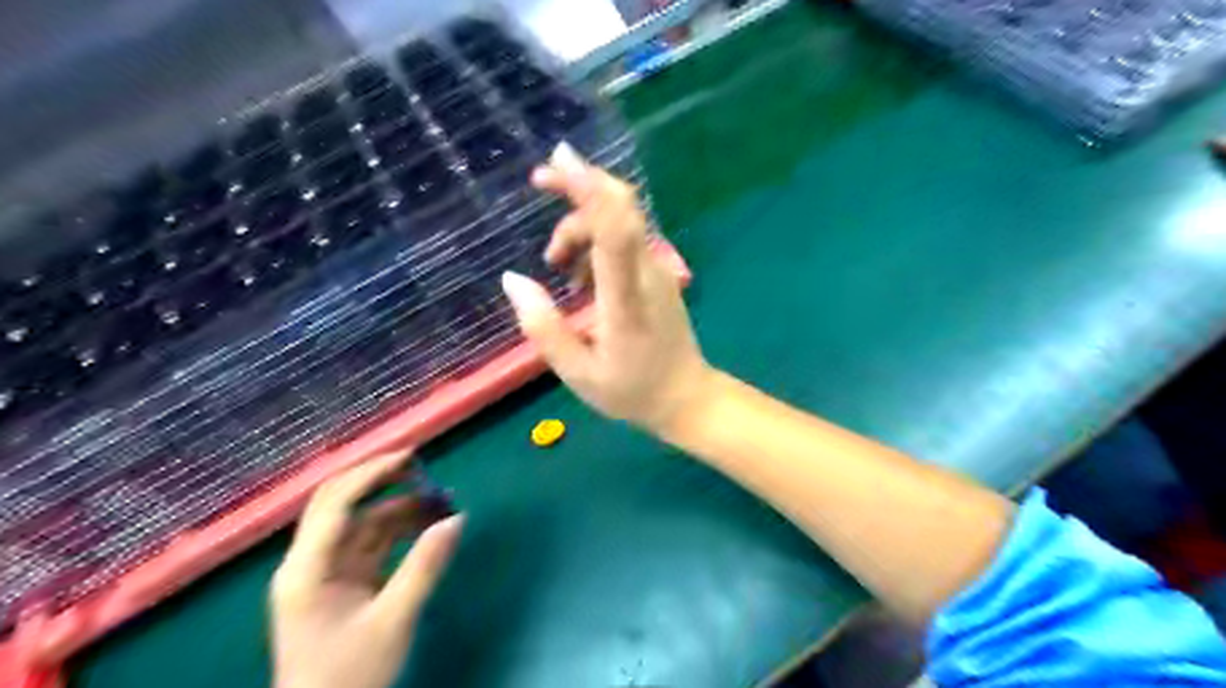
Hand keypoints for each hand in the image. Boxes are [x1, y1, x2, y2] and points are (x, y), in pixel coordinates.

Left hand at [268, 453, 462, 687]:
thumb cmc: (349, 677)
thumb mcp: (393, 620)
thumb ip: (425, 566)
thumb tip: (456, 520)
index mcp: (306, 568)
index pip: (337, 503)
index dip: (373, 473)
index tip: (412, 457)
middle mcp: (309, 561)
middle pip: (340, 503)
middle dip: (380, 480)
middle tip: (421, 467)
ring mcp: (325, 571)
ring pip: (360, 522)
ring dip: (397, 508)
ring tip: (440, 501)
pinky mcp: (341, 582)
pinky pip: (370, 542)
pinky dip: (398, 531)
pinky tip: (427, 527)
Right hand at [499, 141, 708, 437]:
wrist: (686, 397)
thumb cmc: (632, 390)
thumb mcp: (578, 372)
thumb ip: (543, 327)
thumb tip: (512, 279)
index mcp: (626, 298)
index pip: (615, 230)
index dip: (589, 189)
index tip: (558, 162)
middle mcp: (646, 273)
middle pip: (621, 207)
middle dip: (579, 183)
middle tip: (538, 179)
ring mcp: (657, 270)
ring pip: (618, 222)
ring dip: (579, 227)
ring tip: (556, 264)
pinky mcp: (657, 275)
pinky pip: (624, 240)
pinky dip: (594, 242)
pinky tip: (579, 276)